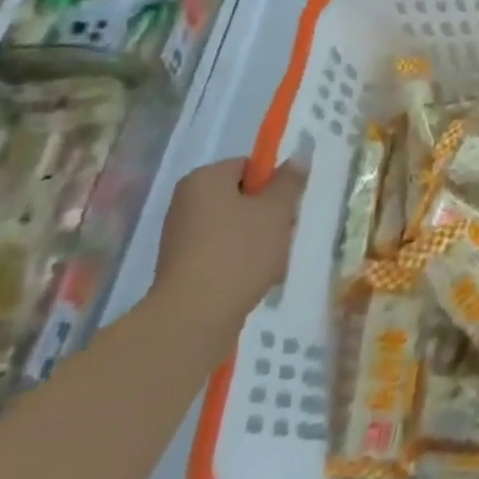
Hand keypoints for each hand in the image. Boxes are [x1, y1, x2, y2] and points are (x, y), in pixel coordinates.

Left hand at [153, 156, 305, 342]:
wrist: (193, 320)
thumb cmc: (239, 252)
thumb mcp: (277, 210)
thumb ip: (290, 181)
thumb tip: (298, 158)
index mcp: (204, 179)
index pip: (248, 167)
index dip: (273, 184)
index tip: (287, 208)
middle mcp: (186, 203)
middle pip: (241, 198)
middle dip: (267, 215)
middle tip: (284, 235)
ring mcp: (180, 238)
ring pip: (234, 228)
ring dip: (257, 241)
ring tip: (272, 263)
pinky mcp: (180, 270)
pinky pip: (220, 254)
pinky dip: (239, 263)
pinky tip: (255, 281)